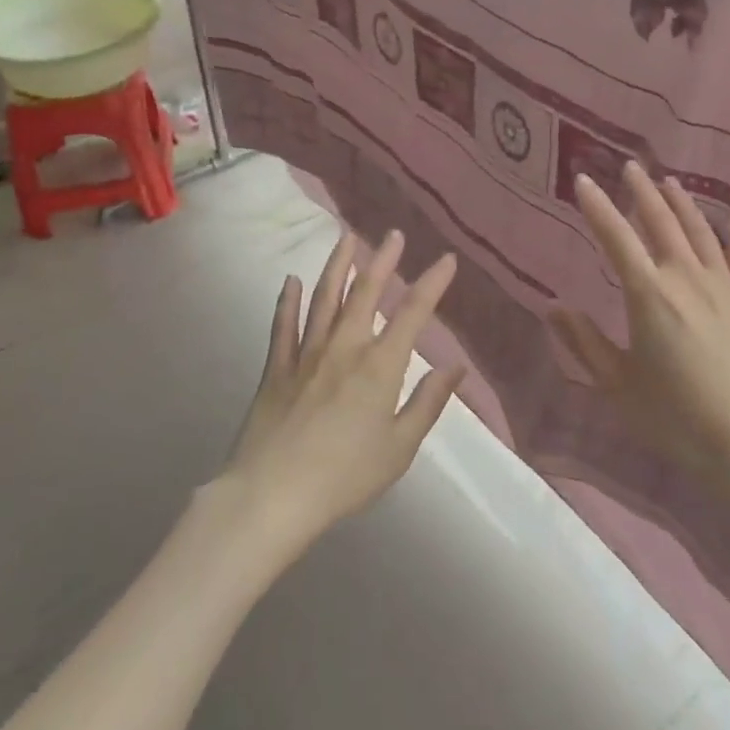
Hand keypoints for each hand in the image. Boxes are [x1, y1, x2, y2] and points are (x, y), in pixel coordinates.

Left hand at [221, 229, 463, 555]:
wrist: (272, 495)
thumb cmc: (345, 476)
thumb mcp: (400, 447)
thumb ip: (428, 403)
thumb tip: (456, 367)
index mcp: (380, 366)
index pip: (413, 313)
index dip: (432, 282)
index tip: (446, 259)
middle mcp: (344, 347)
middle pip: (365, 292)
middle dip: (382, 260)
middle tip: (392, 234)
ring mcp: (305, 354)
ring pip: (324, 299)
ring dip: (337, 266)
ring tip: (346, 239)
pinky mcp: (275, 369)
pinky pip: (282, 327)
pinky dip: (288, 301)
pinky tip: (292, 281)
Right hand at [552, 162, 729, 500]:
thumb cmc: (679, 418)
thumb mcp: (619, 386)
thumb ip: (585, 344)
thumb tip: (553, 308)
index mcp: (649, 294)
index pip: (616, 238)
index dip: (597, 207)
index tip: (584, 179)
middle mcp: (687, 278)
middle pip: (661, 223)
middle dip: (641, 192)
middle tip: (630, 166)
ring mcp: (726, 288)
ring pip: (701, 233)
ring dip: (683, 205)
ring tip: (670, 183)